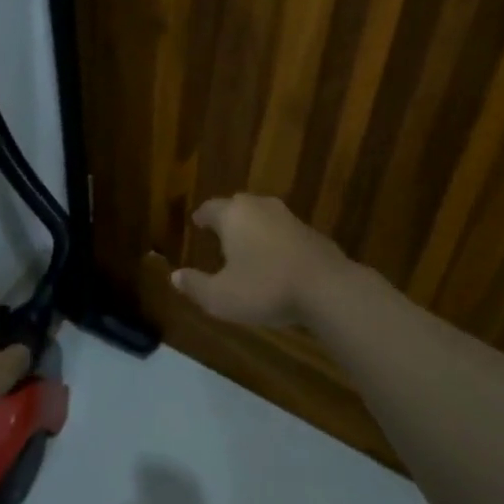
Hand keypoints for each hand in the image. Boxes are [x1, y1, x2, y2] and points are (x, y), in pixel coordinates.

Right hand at [170, 194, 349, 327]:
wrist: (328, 289)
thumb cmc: (265, 288)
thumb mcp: (220, 296)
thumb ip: (195, 285)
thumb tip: (175, 276)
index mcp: (233, 215)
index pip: (211, 208)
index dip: (202, 216)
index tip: (197, 222)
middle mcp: (260, 208)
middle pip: (238, 207)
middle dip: (228, 219)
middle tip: (219, 232)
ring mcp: (289, 218)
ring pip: (263, 218)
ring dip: (253, 229)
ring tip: (246, 246)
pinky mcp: (312, 233)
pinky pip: (284, 233)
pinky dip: (275, 242)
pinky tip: (275, 260)